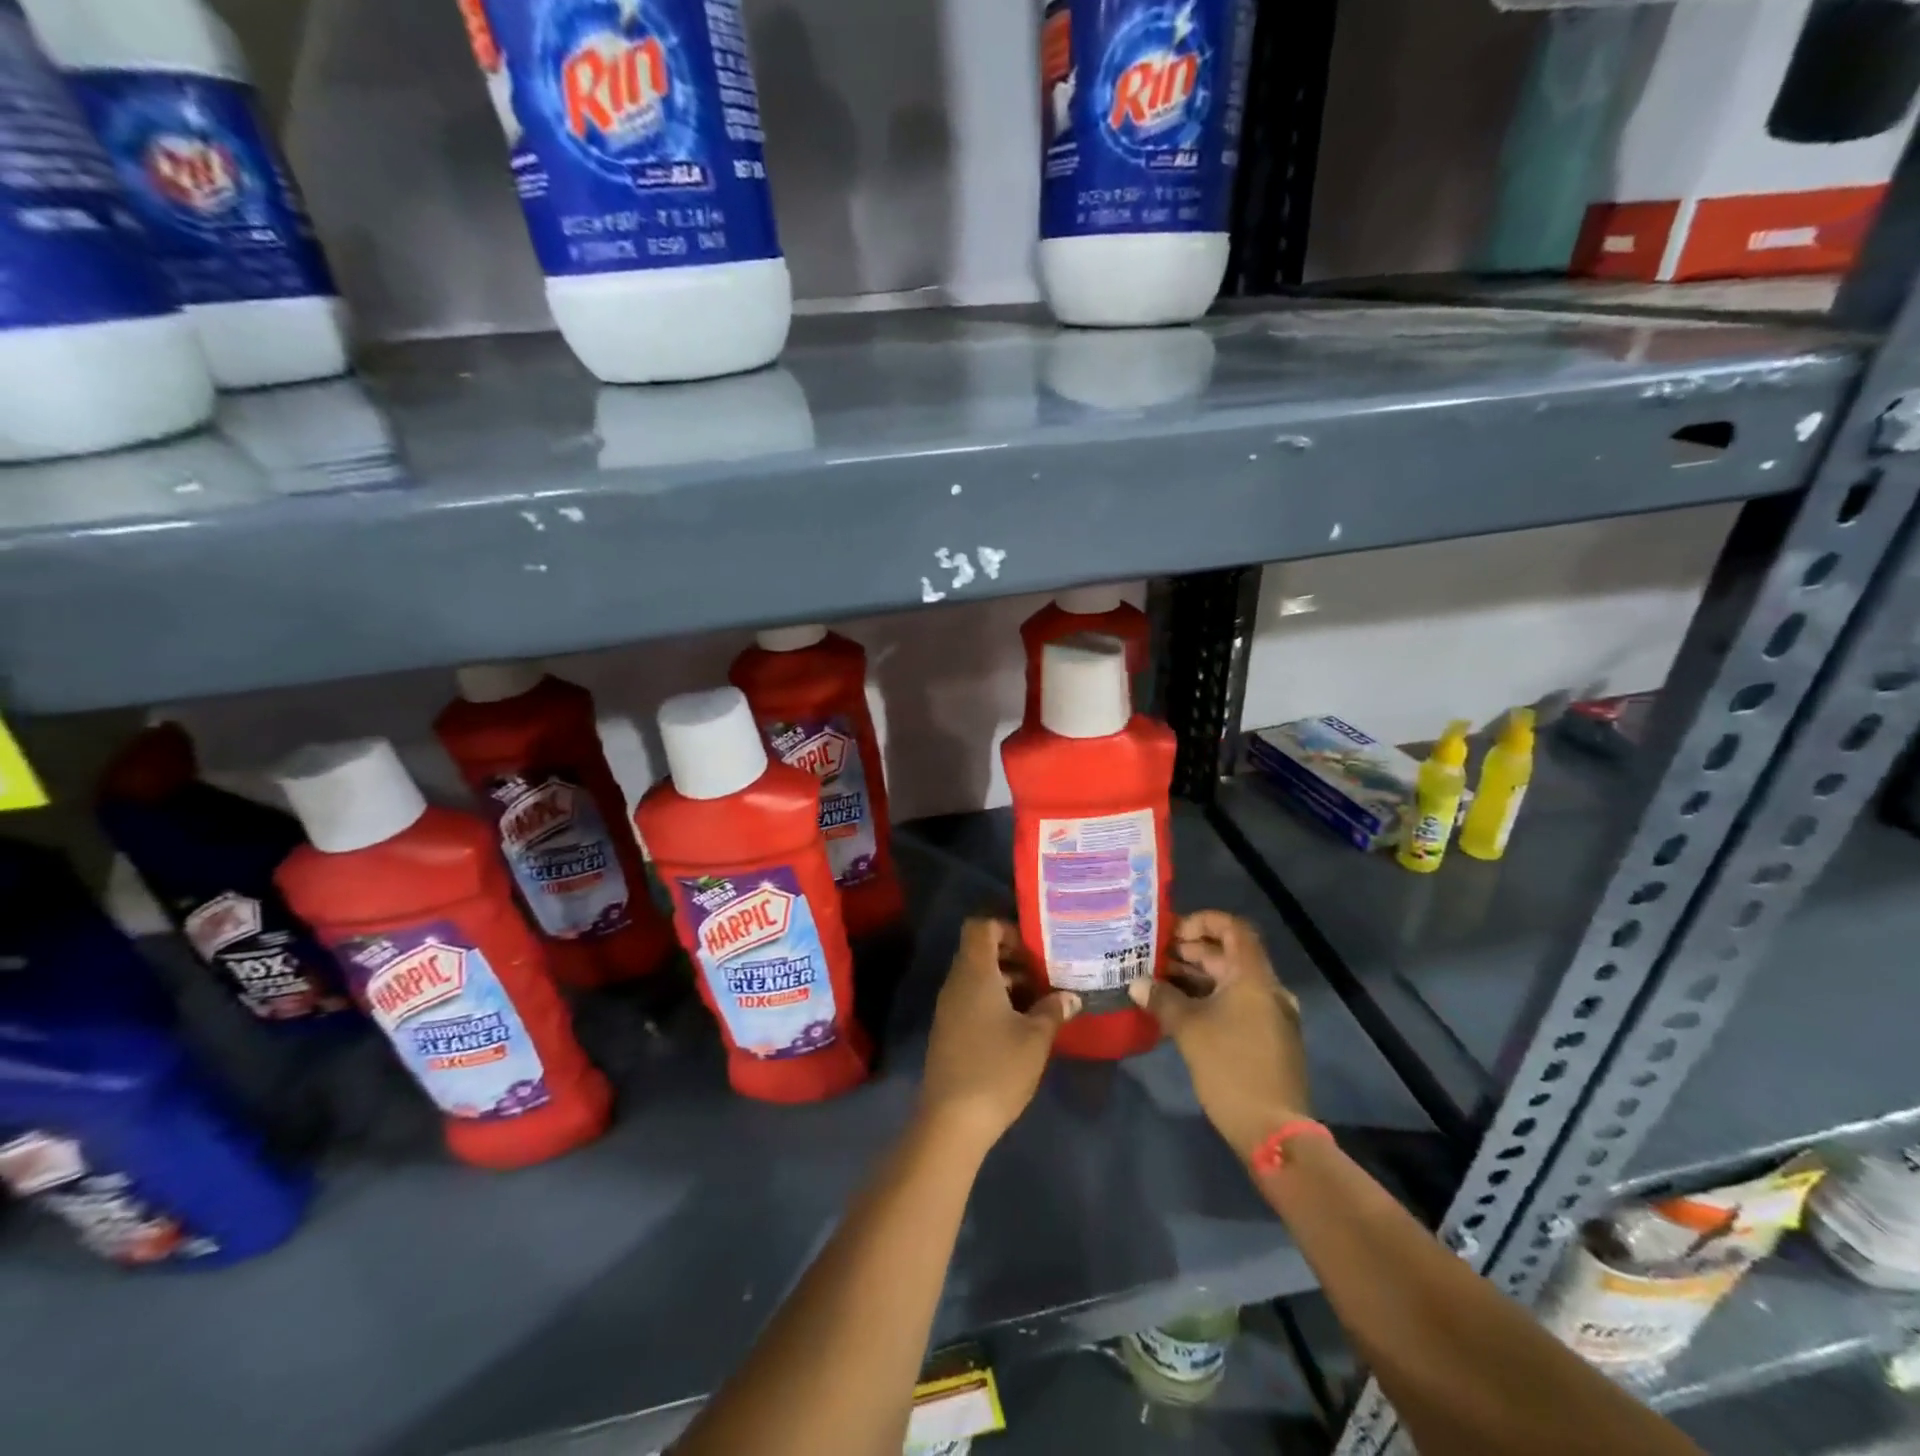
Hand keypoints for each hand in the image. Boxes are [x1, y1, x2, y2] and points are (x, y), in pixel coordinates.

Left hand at [919, 918, 1079, 1156]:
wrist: (951, 1121)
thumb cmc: (996, 1069)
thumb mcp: (1035, 1038)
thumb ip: (1053, 1010)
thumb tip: (1070, 996)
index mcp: (975, 973)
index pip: (981, 927)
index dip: (1007, 928)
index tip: (1036, 948)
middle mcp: (957, 983)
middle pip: (981, 951)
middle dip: (1014, 957)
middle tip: (1047, 973)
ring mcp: (949, 1008)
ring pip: (978, 978)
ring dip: (1008, 981)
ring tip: (1042, 1000)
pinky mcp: (949, 1031)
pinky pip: (972, 999)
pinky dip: (996, 1001)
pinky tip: (1022, 1024)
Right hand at [1129, 910, 1310, 1161]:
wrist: (1273, 1132)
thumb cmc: (1231, 1068)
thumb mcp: (1188, 1029)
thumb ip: (1161, 998)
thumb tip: (1137, 983)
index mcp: (1253, 978)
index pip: (1233, 928)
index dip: (1202, 921)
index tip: (1170, 934)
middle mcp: (1266, 989)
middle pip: (1228, 954)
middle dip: (1189, 952)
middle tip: (1151, 959)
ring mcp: (1269, 1015)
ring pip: (1229, 982)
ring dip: (1195, 978)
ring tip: (1156, 983)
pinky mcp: (1266, 1038)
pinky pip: (1235, 1004)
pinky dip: (1208, 999)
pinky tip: (1177, 1011)